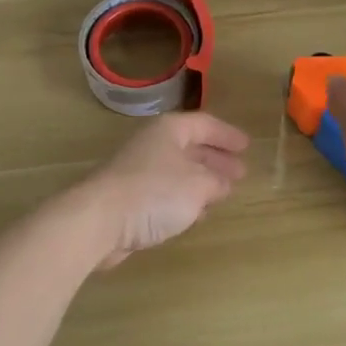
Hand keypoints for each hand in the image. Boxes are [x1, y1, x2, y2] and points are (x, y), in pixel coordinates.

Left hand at [80, 112, 249, 268]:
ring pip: (178, 171)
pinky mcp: (129, 198)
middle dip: (216, 160)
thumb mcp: (198, 185)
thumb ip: (216, 182)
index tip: (247, 146)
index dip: (227, 135)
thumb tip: (223, 183)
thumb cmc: (154, 193)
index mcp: (169, 131)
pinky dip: (184, 199)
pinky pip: (165, 193)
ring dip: (201, 181)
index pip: (205, 124)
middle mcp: (152, 145)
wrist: (99, 220)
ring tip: (223, 193)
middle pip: (190, 147)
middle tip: (239, 173)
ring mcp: (138, 172)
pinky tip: (196, 213)